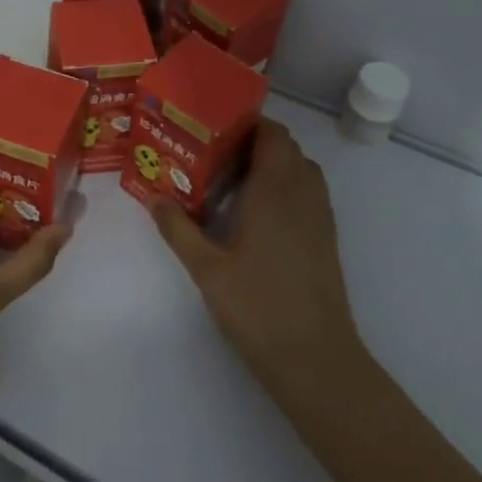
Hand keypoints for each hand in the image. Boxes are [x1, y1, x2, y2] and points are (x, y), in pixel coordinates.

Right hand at [146, 121, 366, 407]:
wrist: (316, 358)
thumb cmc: (258, 306)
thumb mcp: (207, 269)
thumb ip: (178, 229)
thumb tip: (153, 197)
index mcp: (275, 190)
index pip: (272, 134)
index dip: (249, 122)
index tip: (216, 127)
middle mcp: (302, 193)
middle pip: (287, 146)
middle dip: (255, 141)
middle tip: (217, 153)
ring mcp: (320, 215)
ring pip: (301, 167)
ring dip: (274, 162)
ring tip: (236, 178)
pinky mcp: (327, 237)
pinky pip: (309, 191)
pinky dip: (288, 185)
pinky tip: (260, 212)